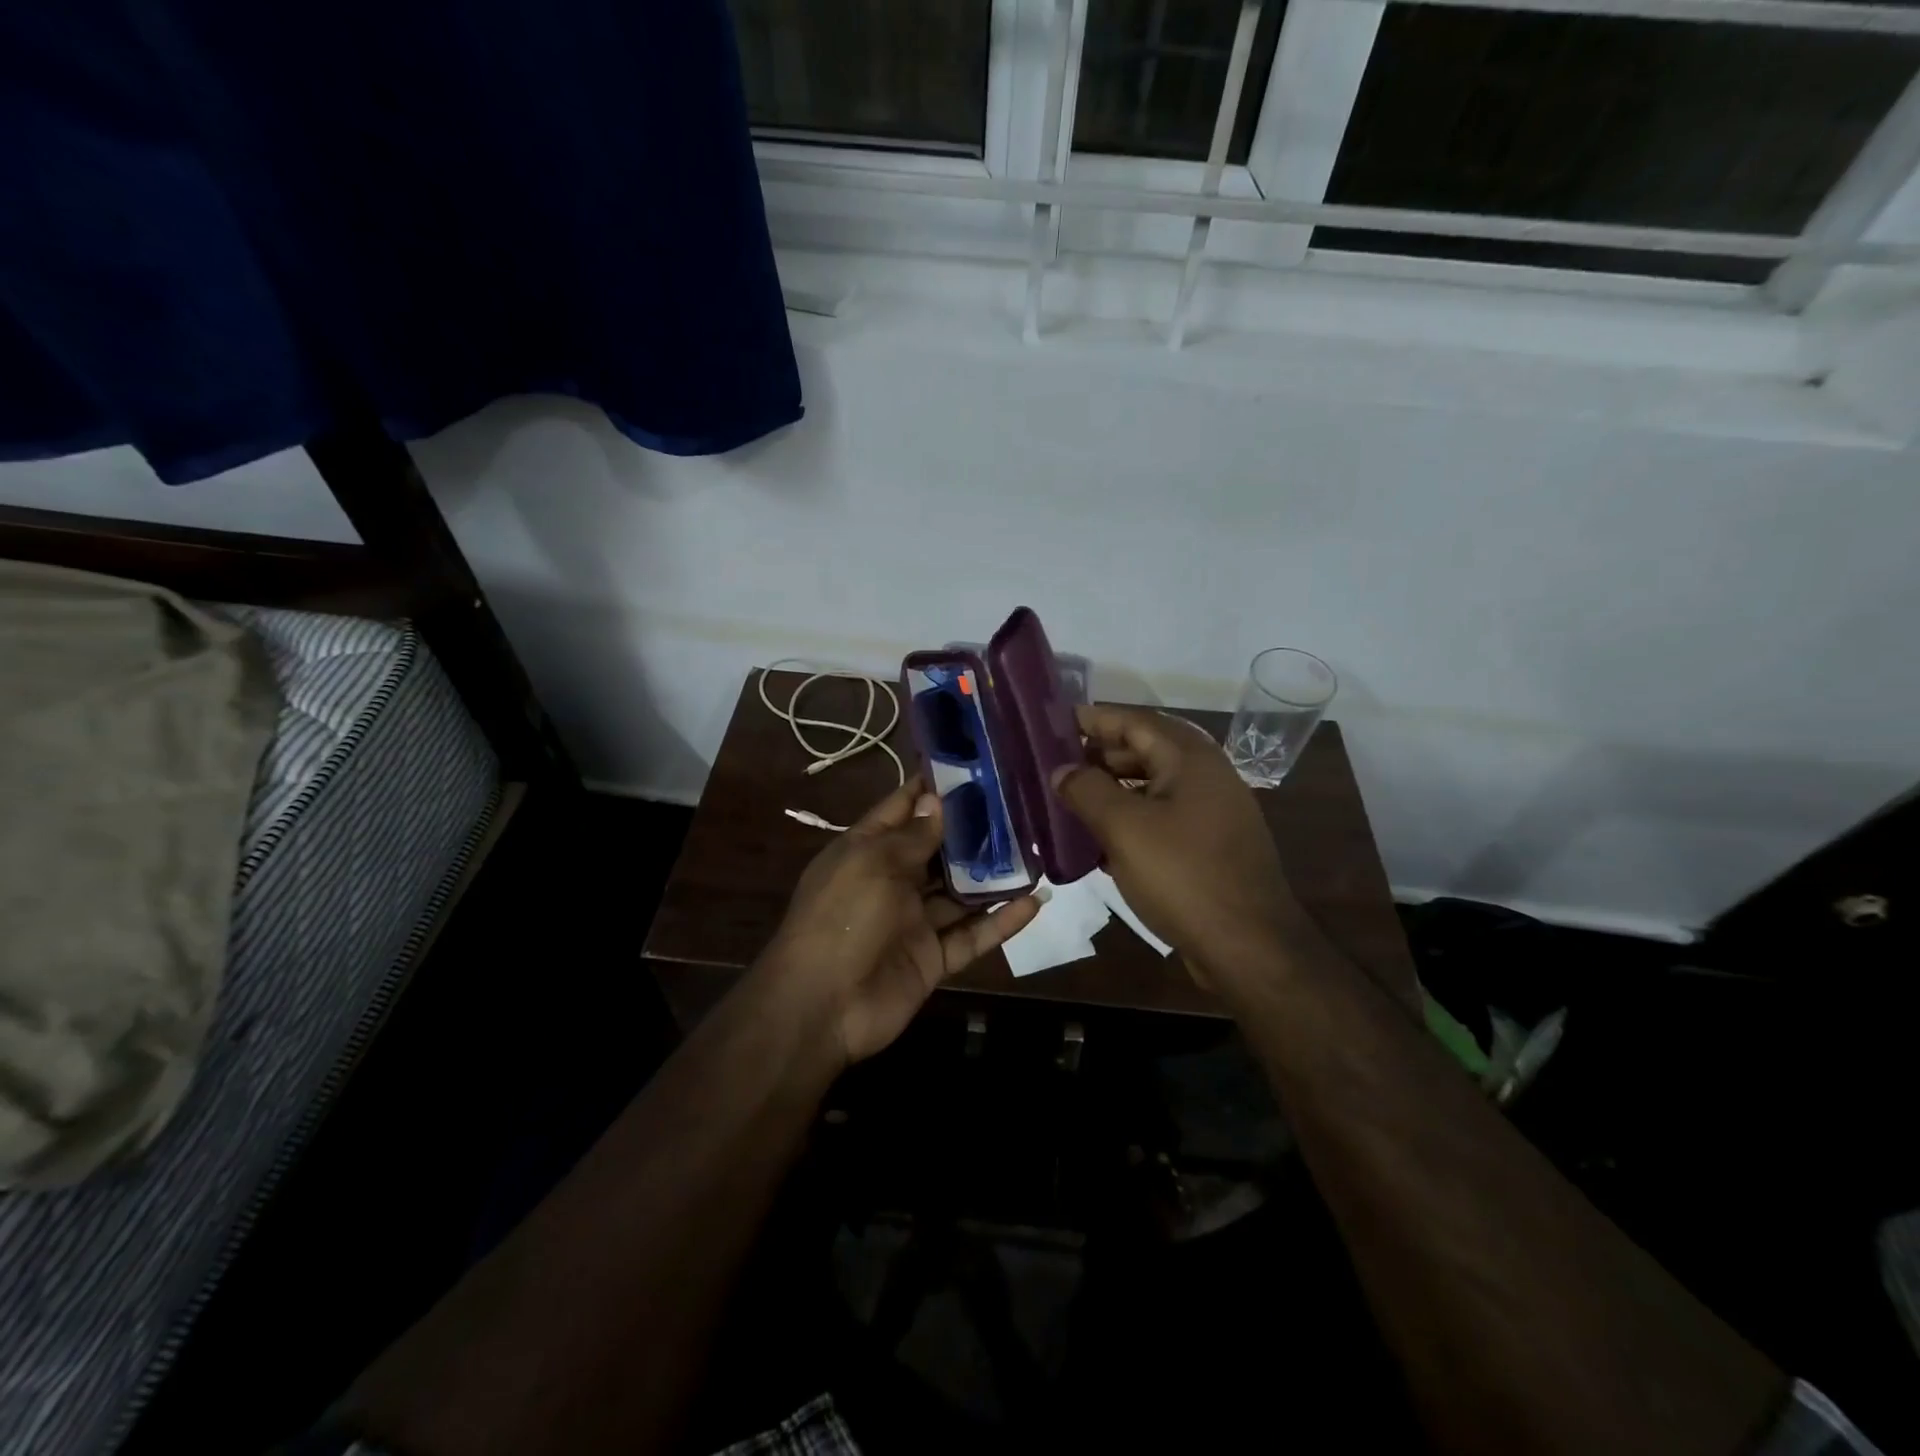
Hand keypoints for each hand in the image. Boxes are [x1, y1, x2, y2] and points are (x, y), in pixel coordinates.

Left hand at [760, 777, 1039, 1065]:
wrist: (822, 1007)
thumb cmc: (843, 918)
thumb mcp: (873, 864)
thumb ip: (912, 836)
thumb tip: (936, 801)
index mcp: (866, 851)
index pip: (901, 809)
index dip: (930, 788)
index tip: (970, 766)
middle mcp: (892, 881)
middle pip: (937, 849)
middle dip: (971, 830)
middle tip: (1017, 805)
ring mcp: (914, 922)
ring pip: (960, 893)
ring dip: (993, 875)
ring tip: (1034, 849)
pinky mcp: (933, 957)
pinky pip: (973, 935)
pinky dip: (1001, 921)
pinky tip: (1035, 901)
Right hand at [1052, 704, 1298, 970]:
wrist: (1248, 947)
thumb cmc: (1183, 876)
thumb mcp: (1124, 828)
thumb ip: (1087, 790)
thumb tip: (1061, 770)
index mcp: (1190, 759)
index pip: (1134, 721)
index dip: (1093, 719)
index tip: (1054, 723)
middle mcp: (1206, 776)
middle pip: (1145, 749)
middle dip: (1099, 754)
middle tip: (1055, 763)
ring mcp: (1212, 813)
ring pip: (1152, 786)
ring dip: (1112, 788)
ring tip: (1069, 798)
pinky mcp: (1209, 846)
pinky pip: (1162, 817)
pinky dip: (1130, 818)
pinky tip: (1099, 838)